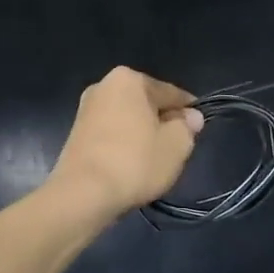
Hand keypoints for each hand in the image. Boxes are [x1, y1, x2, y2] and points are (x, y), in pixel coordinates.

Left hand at [48, 67, 203, 218]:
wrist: (82, 194)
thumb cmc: (135, 162)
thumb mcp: (176, 145)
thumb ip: (188, 126)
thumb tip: (191, 117)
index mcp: (129, 79)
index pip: (170, 93)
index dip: (188, 112)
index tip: (197, 130)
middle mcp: (104, 86)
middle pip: (147, 104)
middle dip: (162, 122)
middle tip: (176, 148)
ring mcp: (86, 109)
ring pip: (128, 119)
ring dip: (142, 135)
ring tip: (153, 161)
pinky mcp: (76, 134)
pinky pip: (111, 133)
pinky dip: (124, 145)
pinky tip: (131, 165)